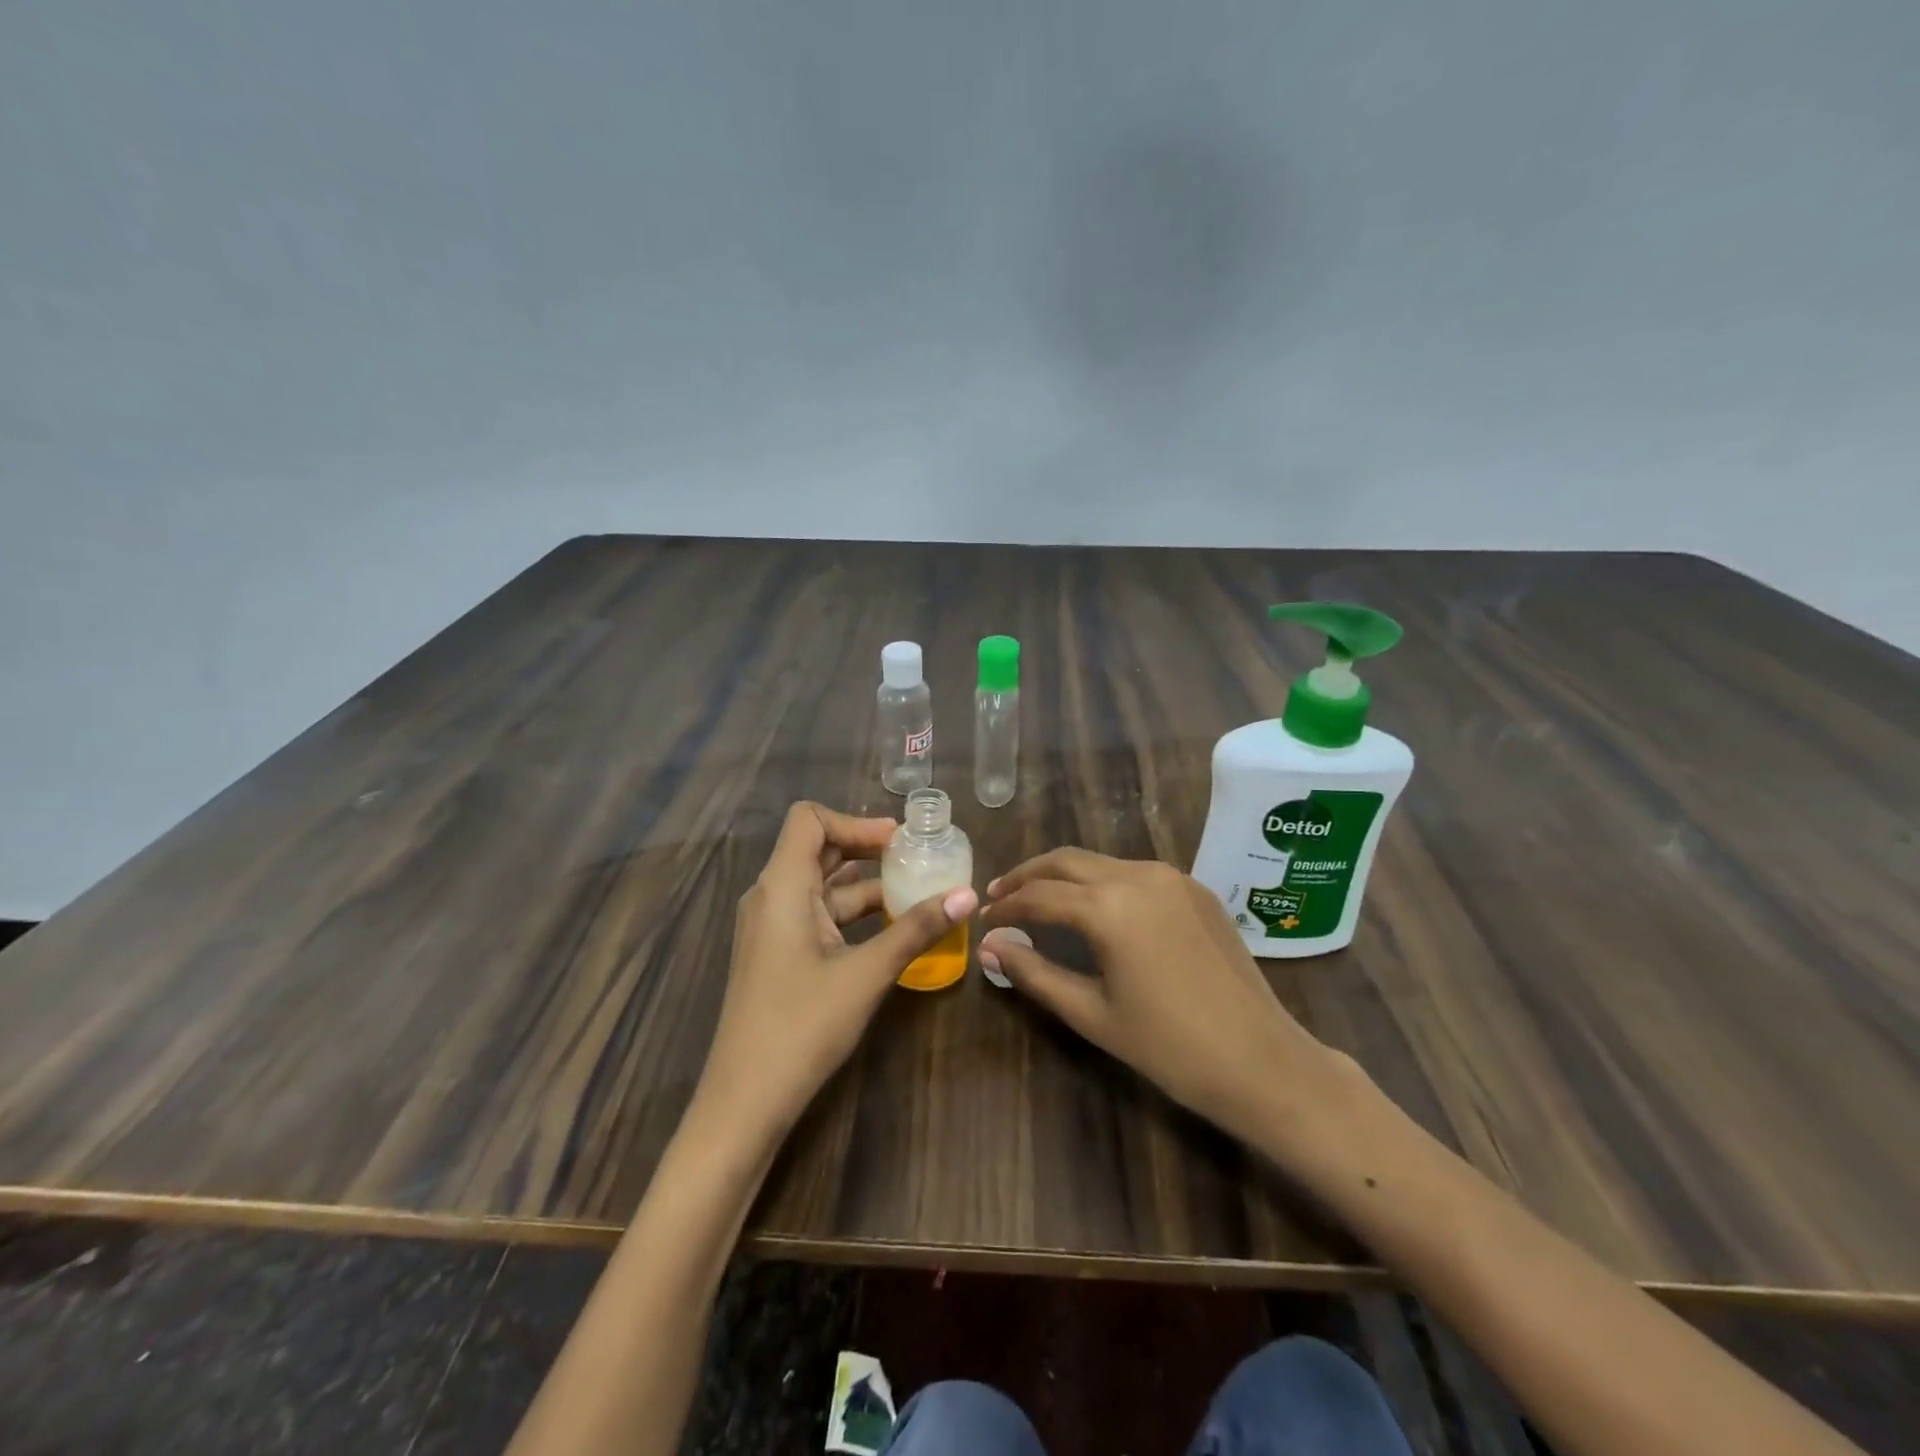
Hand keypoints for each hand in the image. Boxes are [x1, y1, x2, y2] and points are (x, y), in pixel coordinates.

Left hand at [696, 802, 978, 1144]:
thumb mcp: (866, 973)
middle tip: (916, 859)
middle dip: (867, 848)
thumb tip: (968, 895)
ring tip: (914, 891)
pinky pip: (817, 915)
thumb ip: (916, 930)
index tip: (900, 841)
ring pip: (821, 885)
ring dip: (864, 883)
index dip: (855, 821)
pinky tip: (889, 928)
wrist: (744, 1102)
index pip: (810, 820)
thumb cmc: (801, 1027)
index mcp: (781, 887)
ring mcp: (771, 927)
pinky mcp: (778, 954)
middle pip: (818, 848)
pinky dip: (852, 913)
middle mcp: (771, 897)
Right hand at [980, 849, 1333, 1144]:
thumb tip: (989, 947)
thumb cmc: (1169, 1047)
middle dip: (1028, 875)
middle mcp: (1138, 876)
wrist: (1262, 1061)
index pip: (1039, 895)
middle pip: (1066, 860)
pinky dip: (1102, 882)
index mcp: (1109, 906)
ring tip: (1040, 899)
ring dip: (1064, 875)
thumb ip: (1035, 973)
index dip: (1006, 906)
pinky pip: (1134, 873)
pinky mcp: (1195, 889)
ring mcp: (1172, 878)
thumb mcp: (1092, 1013)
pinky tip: (1094, 907)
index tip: (984, 919)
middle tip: (1000, 895)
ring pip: (1101, 862)